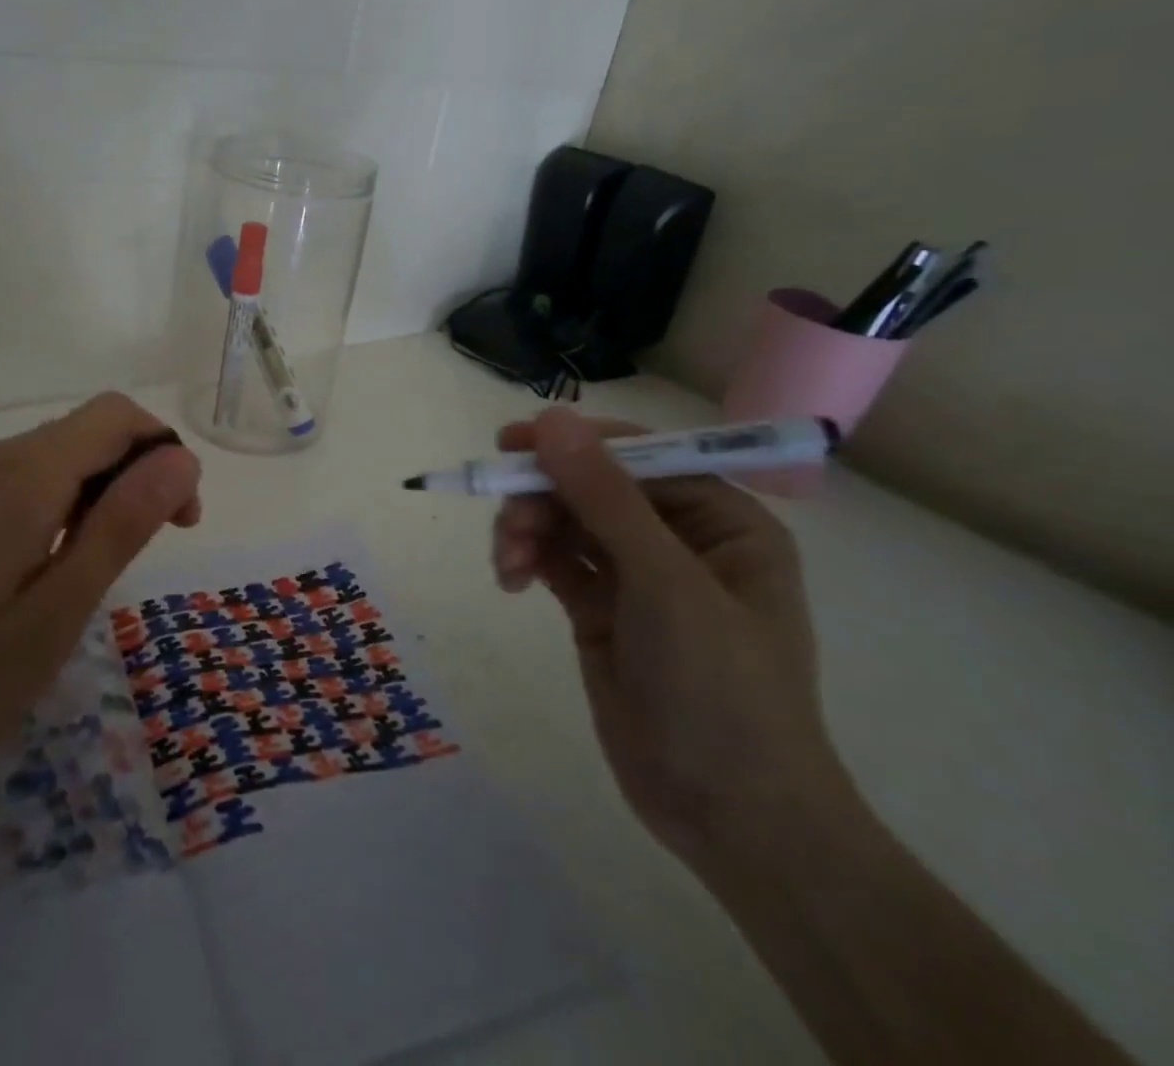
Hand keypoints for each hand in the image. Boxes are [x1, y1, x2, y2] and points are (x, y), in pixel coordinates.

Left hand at [0, 392, 201, 854]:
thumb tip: (181, 457)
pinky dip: (61, 503)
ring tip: (97, 569)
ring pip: (58, 454)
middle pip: (89, 430)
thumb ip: (121, 526)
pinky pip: (23, 478)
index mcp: (20, 477)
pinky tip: (48, 565)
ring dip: (101, 491)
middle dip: (138, 473)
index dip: (164, 454)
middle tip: (145, 553)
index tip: (180, 523)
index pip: (117, 416)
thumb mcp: (54, 615)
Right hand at [492, 408, 852, 873]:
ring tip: (507, 564)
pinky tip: (509, 580)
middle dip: (544, 497)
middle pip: (592, 486)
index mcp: (721, 521)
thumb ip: (605, 497)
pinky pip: (555, 560)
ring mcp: (637, 576)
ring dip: (528, 530)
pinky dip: (526, 559)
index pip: (640, 455)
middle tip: (507, 524)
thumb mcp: (664, 583)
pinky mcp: (601, 609)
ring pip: (565, 520)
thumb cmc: (721, 690)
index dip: (577, 443)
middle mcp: (680, 539)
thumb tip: (550, 419)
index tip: (512, 443)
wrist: (730, 818)